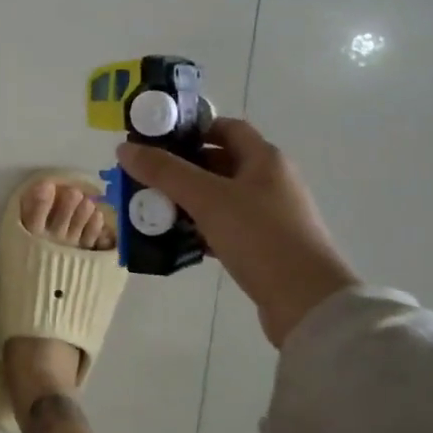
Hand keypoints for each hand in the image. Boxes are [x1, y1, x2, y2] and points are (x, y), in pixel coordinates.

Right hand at [117, 119, 357, 346]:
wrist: (308, 304)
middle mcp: (271, 181)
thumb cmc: (260, 237)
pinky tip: (175, 238)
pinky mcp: (266, 247)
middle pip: (220, 162)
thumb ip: (165, 172)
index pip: (226, 128)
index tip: (157, 139)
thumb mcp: (207, 199)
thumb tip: (124, 148)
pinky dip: (201, 228)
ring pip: (220, 198)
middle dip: (181, 168)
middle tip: (145, 176)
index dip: (192, 129)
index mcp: (265, 159)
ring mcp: (270, 216)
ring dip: (188, 200)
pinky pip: (226, 227)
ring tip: (151, 208)